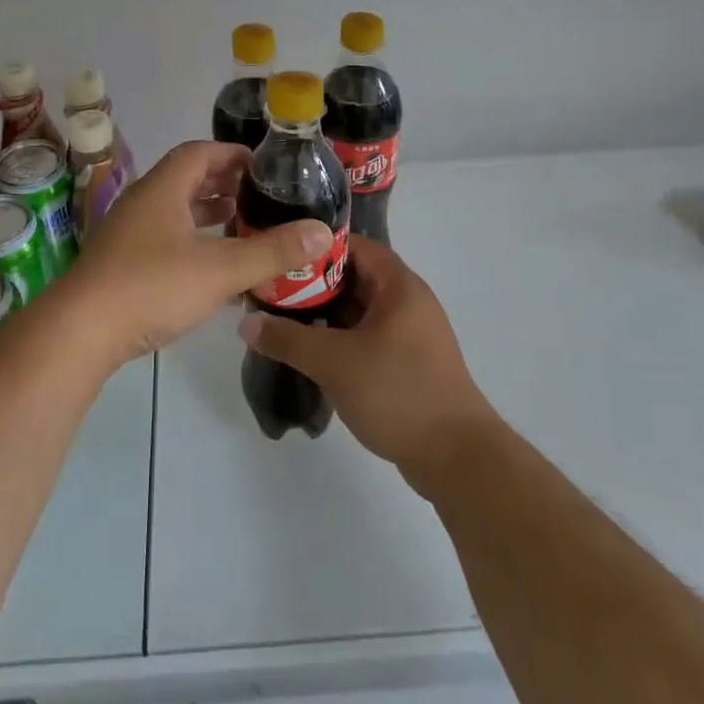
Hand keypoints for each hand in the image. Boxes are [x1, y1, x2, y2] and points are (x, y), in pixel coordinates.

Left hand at [61, 142, 330, 365]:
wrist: (80, 332)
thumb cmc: (152, 286)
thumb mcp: (221, 269)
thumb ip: (273, 251)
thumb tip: (323, 232)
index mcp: (163, 188)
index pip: (200, 152)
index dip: (233, 154)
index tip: (264, 167)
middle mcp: (143, 202)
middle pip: (187, 179)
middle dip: (224, 185)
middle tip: (261, 197)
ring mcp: (128, 234)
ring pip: (175, 211)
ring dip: (207, 214)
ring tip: (242, 226)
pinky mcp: (121, 264)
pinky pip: (165, 239)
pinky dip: (192, 243)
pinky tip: (213, 268)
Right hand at [238, 238, 497, 492]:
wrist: (457, 458)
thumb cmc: (398, 392)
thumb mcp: (334, 362)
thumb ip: (288, 339)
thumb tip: (247, 323)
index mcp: (399, 286)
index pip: (354, 246)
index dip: (316, 247)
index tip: (280, 255)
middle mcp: (408, 301)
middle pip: (354, 277)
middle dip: (313, 283)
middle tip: (272, 291)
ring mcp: (410, 334)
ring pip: (359, 310)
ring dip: (324, 314)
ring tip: (282, 321)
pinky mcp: (408, 363)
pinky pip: (367, 337)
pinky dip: (340, 339)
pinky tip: (310, 354)